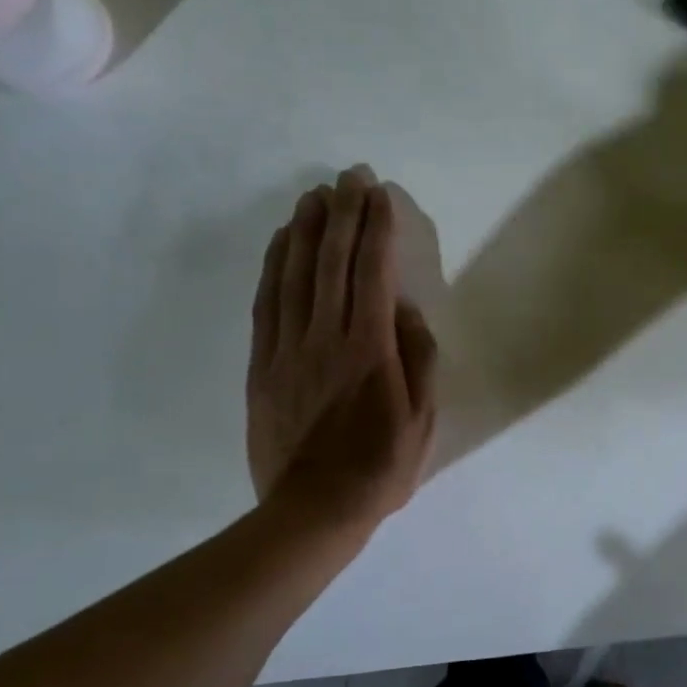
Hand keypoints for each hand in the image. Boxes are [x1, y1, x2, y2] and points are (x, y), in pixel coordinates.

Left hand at [247, 166, 438, 525]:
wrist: (313, 509)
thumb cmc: (380, 466)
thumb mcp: (423, 419)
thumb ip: (419, 359)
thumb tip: (407, 312)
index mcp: (369, 350)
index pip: (373, 273)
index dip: (377, 228)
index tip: (380, 194)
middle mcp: (325, 338)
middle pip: (331, 261)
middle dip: (342, 213)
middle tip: (349, 176)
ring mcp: (287, 349)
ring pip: (294, 274)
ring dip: (305, 229)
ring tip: (315, 195)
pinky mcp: (263, 364)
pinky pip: (266, 302)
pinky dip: (273, 265)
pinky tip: (280, 242)